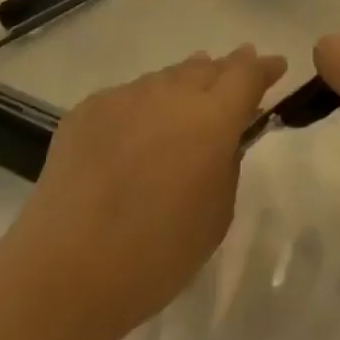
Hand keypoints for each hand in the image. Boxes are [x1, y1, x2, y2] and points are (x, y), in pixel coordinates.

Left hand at [2, 46, 285, 338]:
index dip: (264, 68)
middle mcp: (170, 96)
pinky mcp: (86, 112)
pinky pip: (128, 97)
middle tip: (236, 75)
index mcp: (212, 119)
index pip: (246, 75)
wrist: (63, 273)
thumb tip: (222, 138)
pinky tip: (140, 127)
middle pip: (206, 67)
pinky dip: (145, 104)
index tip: (276, 66)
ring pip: (166, 78)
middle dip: (226, 69)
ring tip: (190, 95)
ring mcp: (124, 99)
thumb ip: (227, 164)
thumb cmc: (157, 254)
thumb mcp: (217, 213)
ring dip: (185, 83)